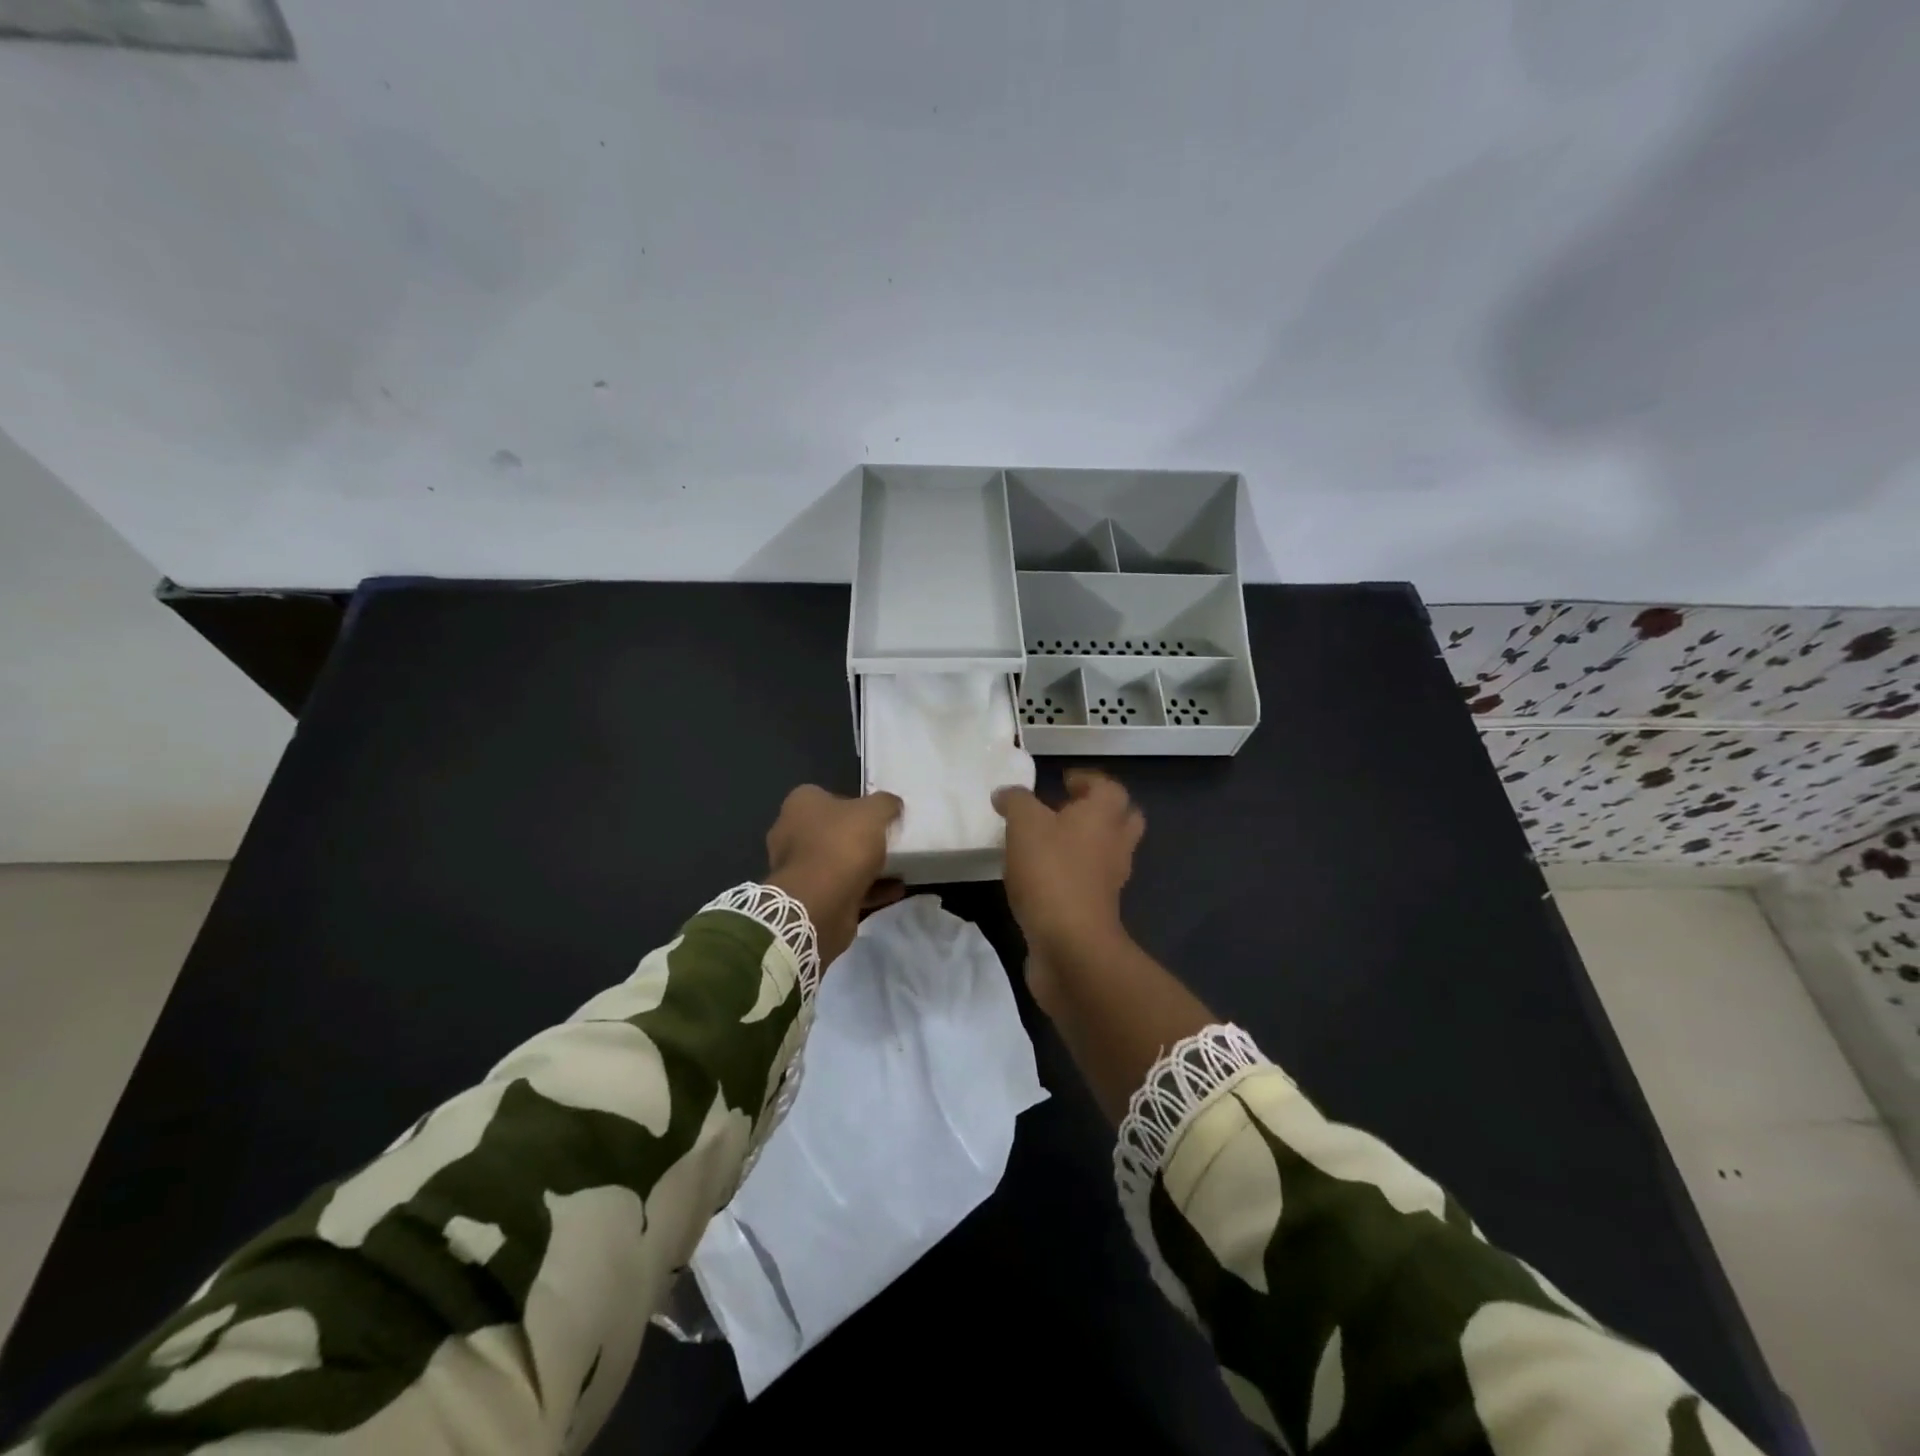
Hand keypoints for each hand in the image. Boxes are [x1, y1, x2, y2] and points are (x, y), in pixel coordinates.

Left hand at [765, 785, 904, 967]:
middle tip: (888, 841)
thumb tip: (892, 805)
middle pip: (832, 831)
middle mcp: (791, 834)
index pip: (827, 796)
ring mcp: (798, 869)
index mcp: (800, 805)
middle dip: (859, 837)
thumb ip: (885, 803)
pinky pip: (844, 889)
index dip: (854, 803)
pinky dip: (869, 889)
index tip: (877, 815)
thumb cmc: (841, 844)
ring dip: (866, 866)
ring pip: (838, 863)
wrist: (820, 902)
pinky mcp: (810, 898)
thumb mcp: (874, 812)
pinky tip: (895, 891)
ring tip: (899, 868)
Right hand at [992, 769, 1143, 974]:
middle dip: (1098, 811)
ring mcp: (1109, 880)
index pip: (1109, 787)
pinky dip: (1071, 874)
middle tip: (1065, 809)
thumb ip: (1015, 802)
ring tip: (1046, 842)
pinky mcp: (1096, 910)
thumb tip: (1006, 794)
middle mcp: (1115, 844)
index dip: (1088, 780)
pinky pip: (1088, 882)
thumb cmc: (1051, 872)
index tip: (1063, 780)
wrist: (1070, 944)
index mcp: (1104, 816)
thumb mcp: (1024, 825)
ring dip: (1083, 844)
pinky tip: (1040, 876)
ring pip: (1105, 852)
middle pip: (1121, 819)